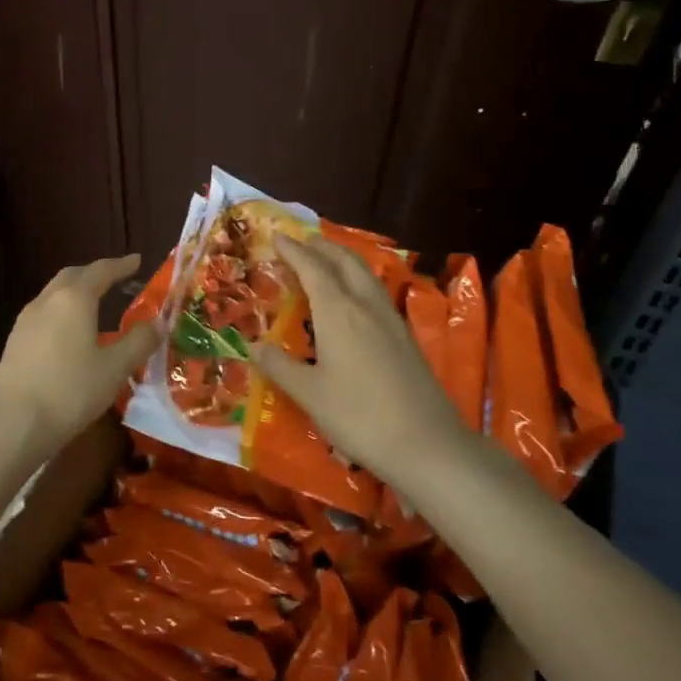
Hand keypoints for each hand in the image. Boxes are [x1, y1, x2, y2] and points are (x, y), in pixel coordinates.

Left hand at [0, 254, 162, 456]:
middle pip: (73, 276)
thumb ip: (139, 342)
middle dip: (95, 274)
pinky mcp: (15, 343)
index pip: (101, 271)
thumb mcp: (115, 368)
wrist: (11, 425)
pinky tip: (70, 333)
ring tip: (95, 304)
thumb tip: (159, 322)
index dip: (121, 265)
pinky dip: (62, 311)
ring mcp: (26, 321)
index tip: (137, 260)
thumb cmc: (70, 391)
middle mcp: (47, 301)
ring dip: (76, 292)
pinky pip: (44, 314)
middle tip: (116, 278)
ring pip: (54, 294)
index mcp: (74, 299)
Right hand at [252, 234, 467, 485]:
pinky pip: (376, 291)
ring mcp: (391, 319)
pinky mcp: (406, 336)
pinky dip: (358, 280)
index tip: (277, 236)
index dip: (294, 251)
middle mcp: (366, 305)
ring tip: (325, 261)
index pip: (312, 268)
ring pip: (365, 273)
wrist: (425, 443)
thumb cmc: (359, 416)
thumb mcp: (310, 394)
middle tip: (301, 242)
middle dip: (321, 246)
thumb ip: (281, 366)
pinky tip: (353, 299)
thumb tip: (254, 347)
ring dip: (343, 259)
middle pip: (345, 260)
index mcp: (339, 311)